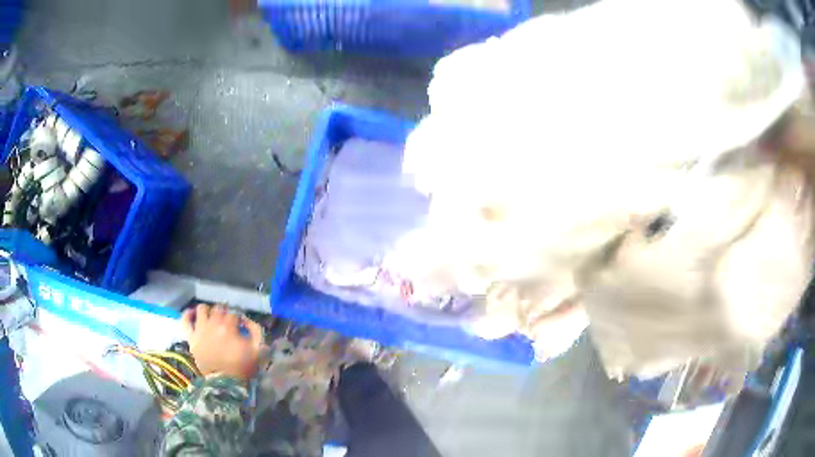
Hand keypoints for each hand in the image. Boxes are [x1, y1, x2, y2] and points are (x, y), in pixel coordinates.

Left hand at [181, 304, 263, 382]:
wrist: (225, 384)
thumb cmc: (242, 367)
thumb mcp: (258, 350)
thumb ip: (256, 331)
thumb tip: (246, 320)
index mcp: (229, 327)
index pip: (235, 313)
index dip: (239, 317)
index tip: (241, 324)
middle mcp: (212, 324)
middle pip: (218, 308)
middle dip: (225, 312)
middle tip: (228, 321)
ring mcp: (200, 330)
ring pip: (202, 309)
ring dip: (208, 311)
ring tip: (212, 317)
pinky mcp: (191, 338)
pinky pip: (185, 320)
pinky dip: (188, 314)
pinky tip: (193, 314)